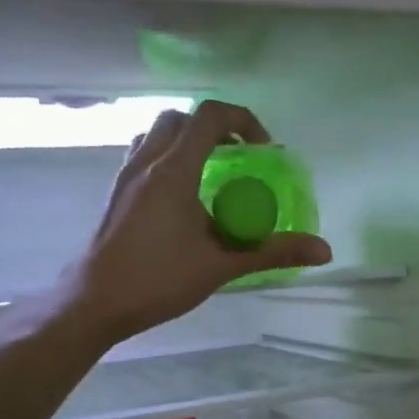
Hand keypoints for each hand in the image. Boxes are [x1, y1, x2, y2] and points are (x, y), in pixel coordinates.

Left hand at [65, 101, 330, 342]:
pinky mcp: (116, 194)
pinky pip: (144, 156)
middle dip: (215, 129)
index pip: (209, 116)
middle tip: (238, 160)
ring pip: (158, 134)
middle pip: (182, 119)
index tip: (263, 151)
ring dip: (188, 142)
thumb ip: (271, 252)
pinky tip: (181, 198)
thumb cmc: (157, 280)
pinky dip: (167, 159)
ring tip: (211, 175)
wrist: (94, 301)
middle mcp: (147, 162)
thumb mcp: (221, 266)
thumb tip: (323, 250)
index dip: (243, 121)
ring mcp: (126, 176)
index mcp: (174, 171)